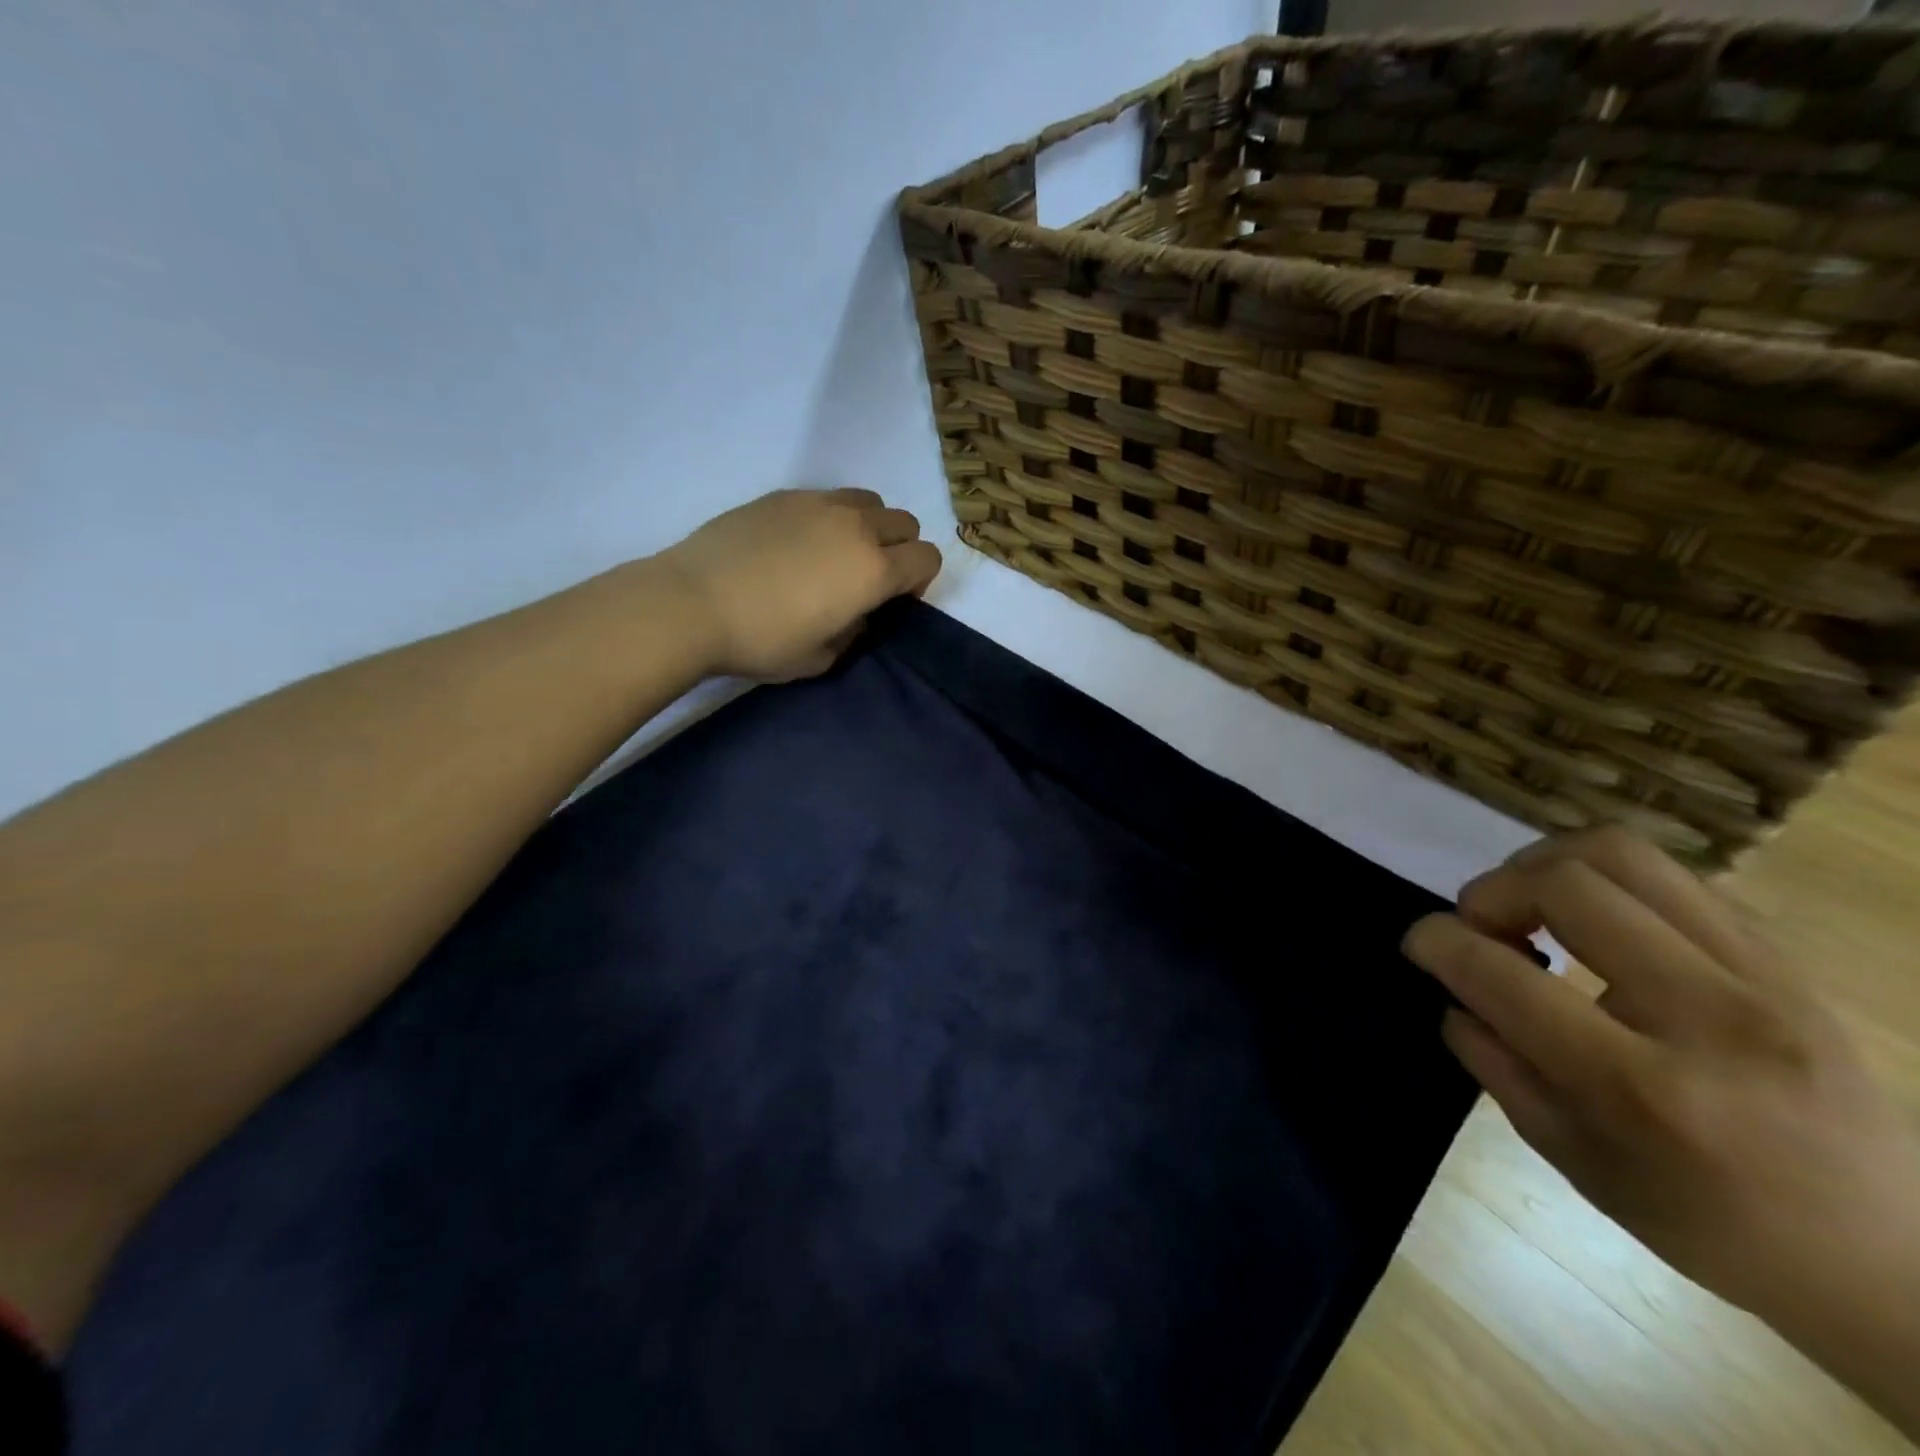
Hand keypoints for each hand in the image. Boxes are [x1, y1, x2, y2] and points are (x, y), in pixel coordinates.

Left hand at [659, 488, 941, 681]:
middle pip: (905, 523)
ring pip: (869, 501)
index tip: (893, 602)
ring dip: (868, 526)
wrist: (693, 604)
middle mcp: (856, 527)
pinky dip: (830, 518)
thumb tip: (857, 614)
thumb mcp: (821, 658)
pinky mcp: (783, 495)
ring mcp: (818, 504)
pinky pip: (827, 498)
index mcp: (874, 570)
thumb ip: (854, 633)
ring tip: (836, 554)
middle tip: (868, 578)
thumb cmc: (764, 641)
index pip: (928, 558)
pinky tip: (796, 545)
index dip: (919, 582)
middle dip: (900, 550)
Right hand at [1403, 828, 1919, 1431]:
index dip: (1436, 941)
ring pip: (1620, 854)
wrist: (1892, 1258)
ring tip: (1530, 906)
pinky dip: (1604, 883)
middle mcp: (1709, 1016)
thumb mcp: (1571, 1158)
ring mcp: (1762, 978)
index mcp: (1642, 1087)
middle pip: (1564, 884)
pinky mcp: (1785, 959)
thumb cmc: (1707, 1222)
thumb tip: (1454, 991)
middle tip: (1481, 926)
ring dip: (1544, 865)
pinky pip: (1670, 877)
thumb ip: (1494, 1062)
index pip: (1501, 974)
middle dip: (1490, 890)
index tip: (1420, 942)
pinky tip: (1595, 922)